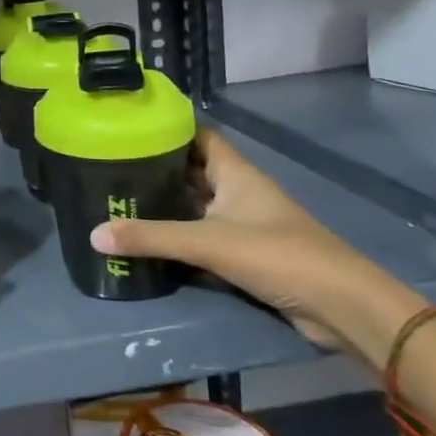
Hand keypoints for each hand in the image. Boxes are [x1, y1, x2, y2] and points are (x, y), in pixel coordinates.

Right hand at [89, 129, 425, 367]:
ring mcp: (245, 223)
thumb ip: (151, 237)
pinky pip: (204, 235)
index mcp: (235, 173)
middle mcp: (239, 191)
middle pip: (192, 170)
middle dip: (157, 168)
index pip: (198, 136)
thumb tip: (93, 234)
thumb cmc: (278, 255)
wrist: (342, 306)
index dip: (167, 129)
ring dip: (166, 204)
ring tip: (121, 200)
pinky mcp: (247, 253)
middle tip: (111, 167)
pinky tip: (150, 239)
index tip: (128, 128)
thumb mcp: (208, 242)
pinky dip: (179, 235)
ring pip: (197, 204)